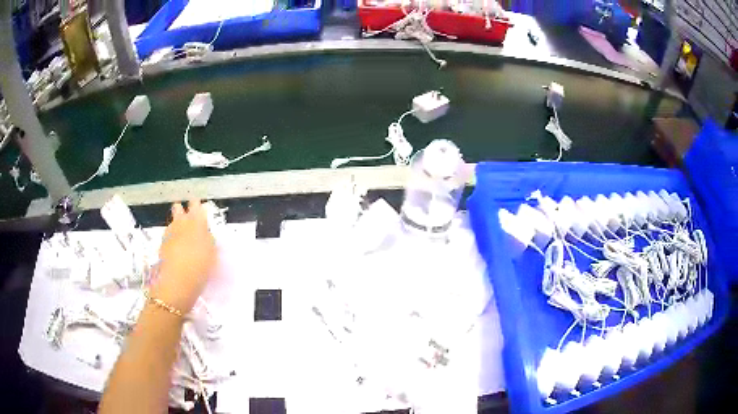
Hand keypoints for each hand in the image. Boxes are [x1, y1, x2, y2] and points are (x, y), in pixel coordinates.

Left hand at [152, 199, 216, 313]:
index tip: (198, 208)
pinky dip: (171, 237)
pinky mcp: (161, 244)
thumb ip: (209, 242)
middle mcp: (181, 224)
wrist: (177, 283)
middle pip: (178, 209)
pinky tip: (175, 247)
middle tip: (187, 219)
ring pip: (171, 222)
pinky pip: (167, 235)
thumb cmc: (200, 270)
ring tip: (182, 235)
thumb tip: (206, 235)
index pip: (196, 206)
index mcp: (197, 224)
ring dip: (176, 224)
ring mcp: (169, 233)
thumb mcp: (212, 256)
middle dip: (181, 211)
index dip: (196, 206)